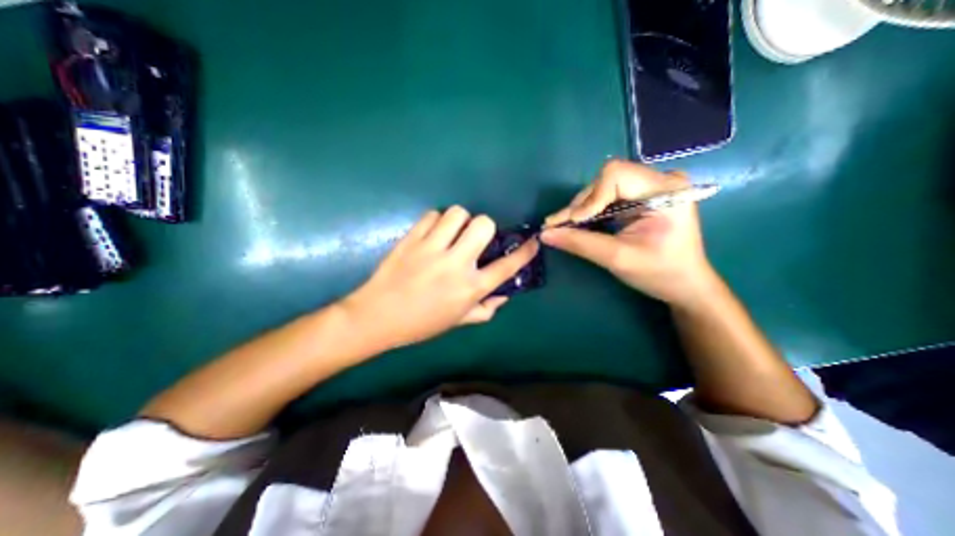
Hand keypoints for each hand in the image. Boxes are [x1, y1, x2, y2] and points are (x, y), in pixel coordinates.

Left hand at [342, 207, 535, 350]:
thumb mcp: (458, 321)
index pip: (507, 266)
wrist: (378, 317)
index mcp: (470, 288)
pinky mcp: (412, 239)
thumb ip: (485, 309)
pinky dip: (437, 221)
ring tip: (452, 233)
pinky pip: (432, 215)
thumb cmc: (421, 323)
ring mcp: (432, 249)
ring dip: (460, 220)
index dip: (525, 252)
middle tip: (474, 238)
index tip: (532, 241)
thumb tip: (503, 296)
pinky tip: (432, 233)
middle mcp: (456, 264)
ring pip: (458, 214)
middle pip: (483, 225)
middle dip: (485, 227)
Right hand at [539, 160, 720, 308]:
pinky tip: (578, 223)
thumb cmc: (659, 273)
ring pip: (603, 186)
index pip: (616, 175)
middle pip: (606, 179)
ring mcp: (651, 186)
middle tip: (557, 226)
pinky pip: (607, 195)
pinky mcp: (642, 196)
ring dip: (582, 208)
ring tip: (563, 226)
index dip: (590, 198)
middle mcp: (659, 180)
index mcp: (665, 190)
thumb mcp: (617, 259)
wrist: (684, 284)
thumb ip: (580, 243)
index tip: (573, 222)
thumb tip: (545, 234)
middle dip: (581, 204)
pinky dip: (590, 210)